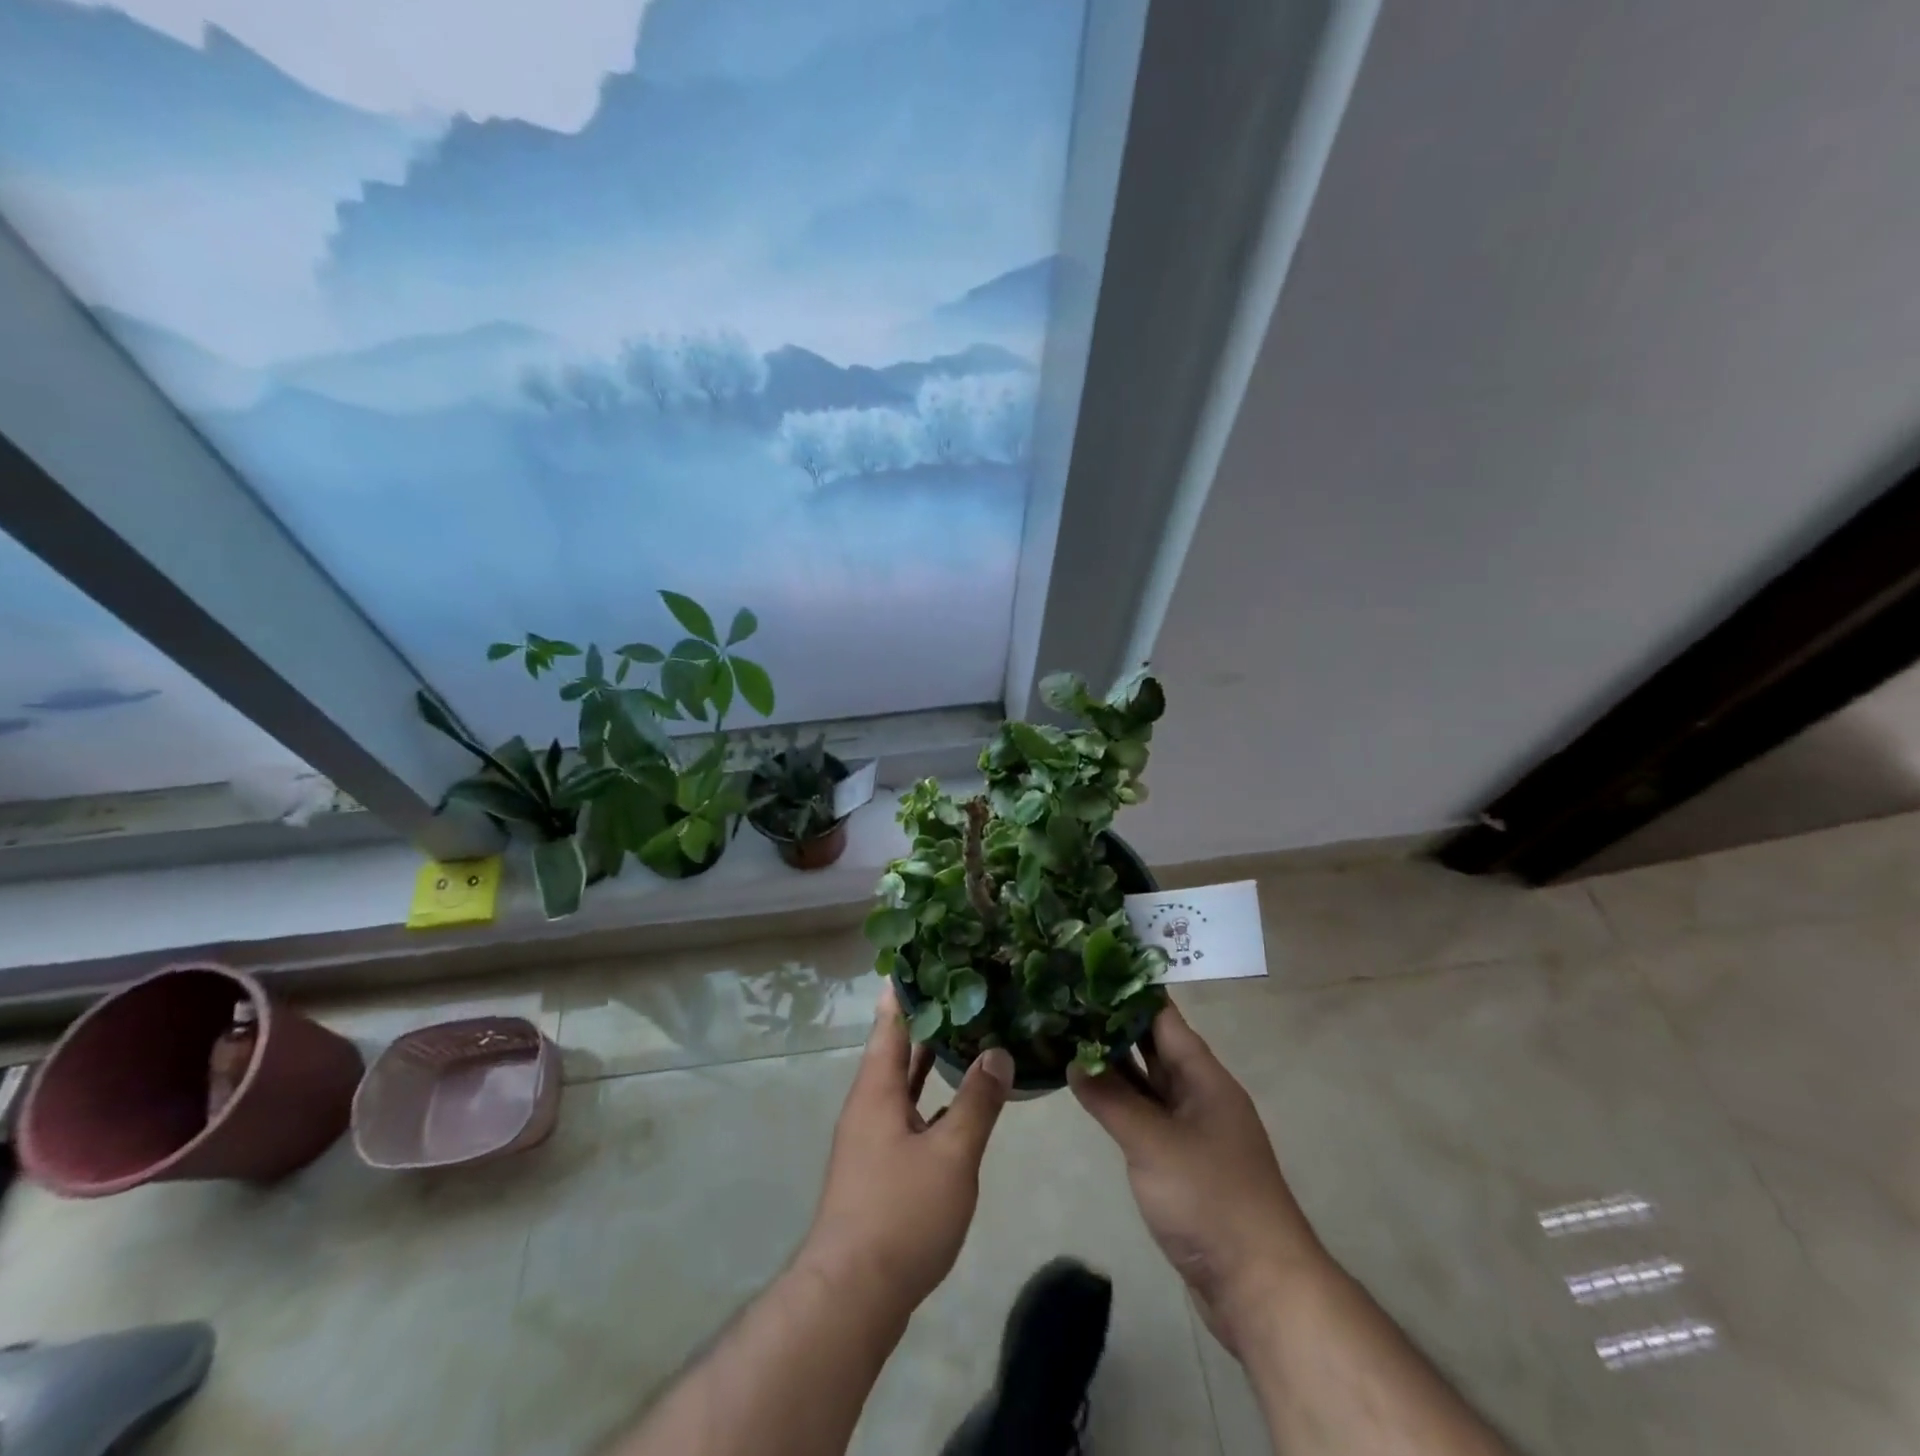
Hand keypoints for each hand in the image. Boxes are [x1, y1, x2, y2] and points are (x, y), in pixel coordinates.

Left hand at [798, 984, 1013, 1316]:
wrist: (853, 1295)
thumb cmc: (900, 1213)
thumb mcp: (951, 1155)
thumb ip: (977, 1103)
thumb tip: (998, 1052)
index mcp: (876, 1090)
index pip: (890, 1023)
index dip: (905, 990)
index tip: (922, 955)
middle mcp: (869, 1105)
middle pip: (896, 1049)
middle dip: (924, 1019)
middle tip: (958, 986)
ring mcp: (872, 1137)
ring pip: (903, 1082)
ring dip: (929, 1058)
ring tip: (965, 1030)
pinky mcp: (880, 1166)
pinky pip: (908, 1112)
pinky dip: (931, 1096)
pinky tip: (958, 1100)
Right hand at [1070, 1000, 1321, 1355]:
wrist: (1259, 1286)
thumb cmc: (1210, 1199)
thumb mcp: (1153, 1143)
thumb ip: (1111, 1099)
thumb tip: (1074, 1060)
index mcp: (1204, 1077)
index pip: (1163, 1018)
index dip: (1130, 991)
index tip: (1092, 967)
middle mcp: (1199, 1095)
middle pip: (1154, 1047)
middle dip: (1114, 1024)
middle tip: (1068, 998)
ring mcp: (1191, 1130)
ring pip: (1147, 1083)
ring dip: (1113, 1063)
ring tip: (1069, 1034)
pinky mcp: (1181, 1163)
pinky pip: (1145, 1116)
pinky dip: (1119, 1101)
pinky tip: (1089, 1091)